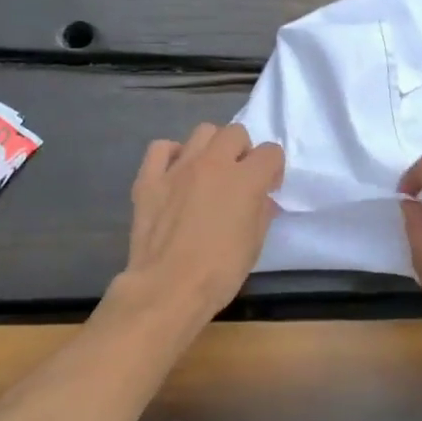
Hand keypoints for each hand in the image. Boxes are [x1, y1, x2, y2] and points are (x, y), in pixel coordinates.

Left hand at [107, 123, 283, 326]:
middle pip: (235, 133)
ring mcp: (178, 168)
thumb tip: (262, 199)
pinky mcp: (149, 178)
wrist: (168, 288)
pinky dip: (172, 155)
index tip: (267, 188)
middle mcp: (213, 163)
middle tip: (238, 178)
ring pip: (202, 132)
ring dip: (212, 148)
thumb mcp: (255, 244)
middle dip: (242, 151)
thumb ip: (261, 212)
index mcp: (245, 179)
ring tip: (208, 173)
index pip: (271, 152)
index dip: (272, 169)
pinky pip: (161, 148)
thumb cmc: (220, 272)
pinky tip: (175, 174)